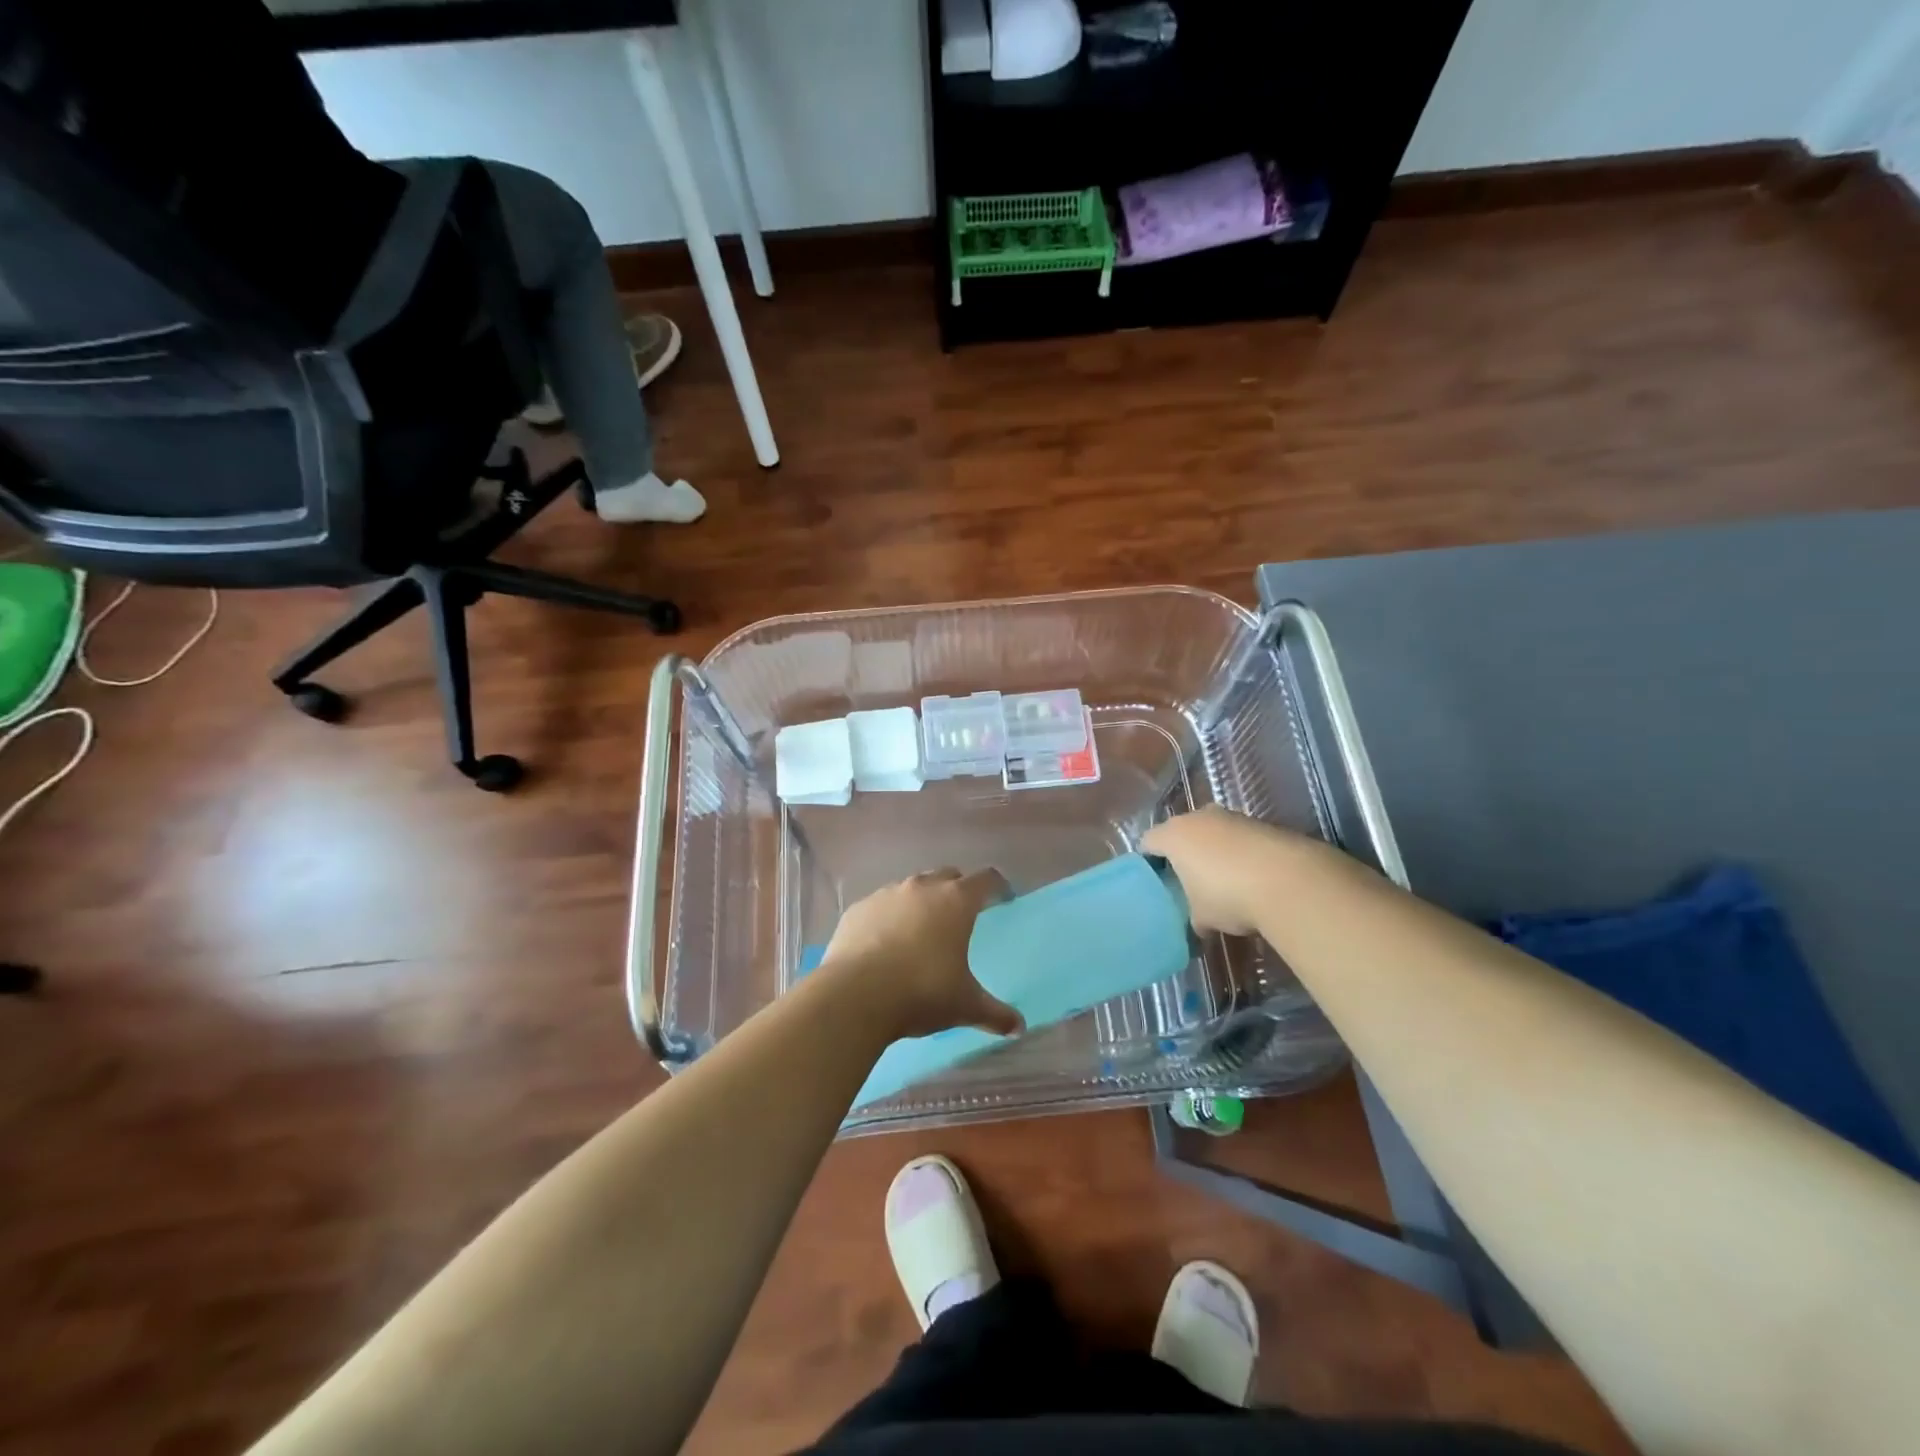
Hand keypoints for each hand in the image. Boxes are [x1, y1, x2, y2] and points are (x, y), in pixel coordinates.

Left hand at [819, 869, 1023, 1040]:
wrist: (854, 995)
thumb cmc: (921, 992)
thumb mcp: (965, 1006)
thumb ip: (995, 1014)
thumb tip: (1019, 1028)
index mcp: (956, 902)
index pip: (986, 880)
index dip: (997, 887)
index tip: (1003, 897)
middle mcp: (922, 888)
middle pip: (947, 876)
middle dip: (958, 890)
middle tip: (962, 914)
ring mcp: (886, 895)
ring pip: (911, 888)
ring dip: (921, 902)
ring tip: (922, 930)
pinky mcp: (858, 909)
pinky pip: (880, 906)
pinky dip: (888, 917)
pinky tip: (885, 943)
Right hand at [1142, 807, 1311, 936]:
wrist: (1290, 881)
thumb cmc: (1228, 896)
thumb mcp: (1201, 917)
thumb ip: (1192, 916)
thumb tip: (1198, 924)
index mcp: (1174, 835)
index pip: (1148, 843)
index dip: (1148, 862)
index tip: (1154, 883)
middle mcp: (1199, 818)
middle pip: (1181, 833)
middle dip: (1183, 855)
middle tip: (1186, 882)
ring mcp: (1232, 817)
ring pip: (1212, 833)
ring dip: (1213, 852)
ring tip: (1222, 882)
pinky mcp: (1262, 824)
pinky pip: (1239, 838)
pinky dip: (1239, 854)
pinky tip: (1250, 878)